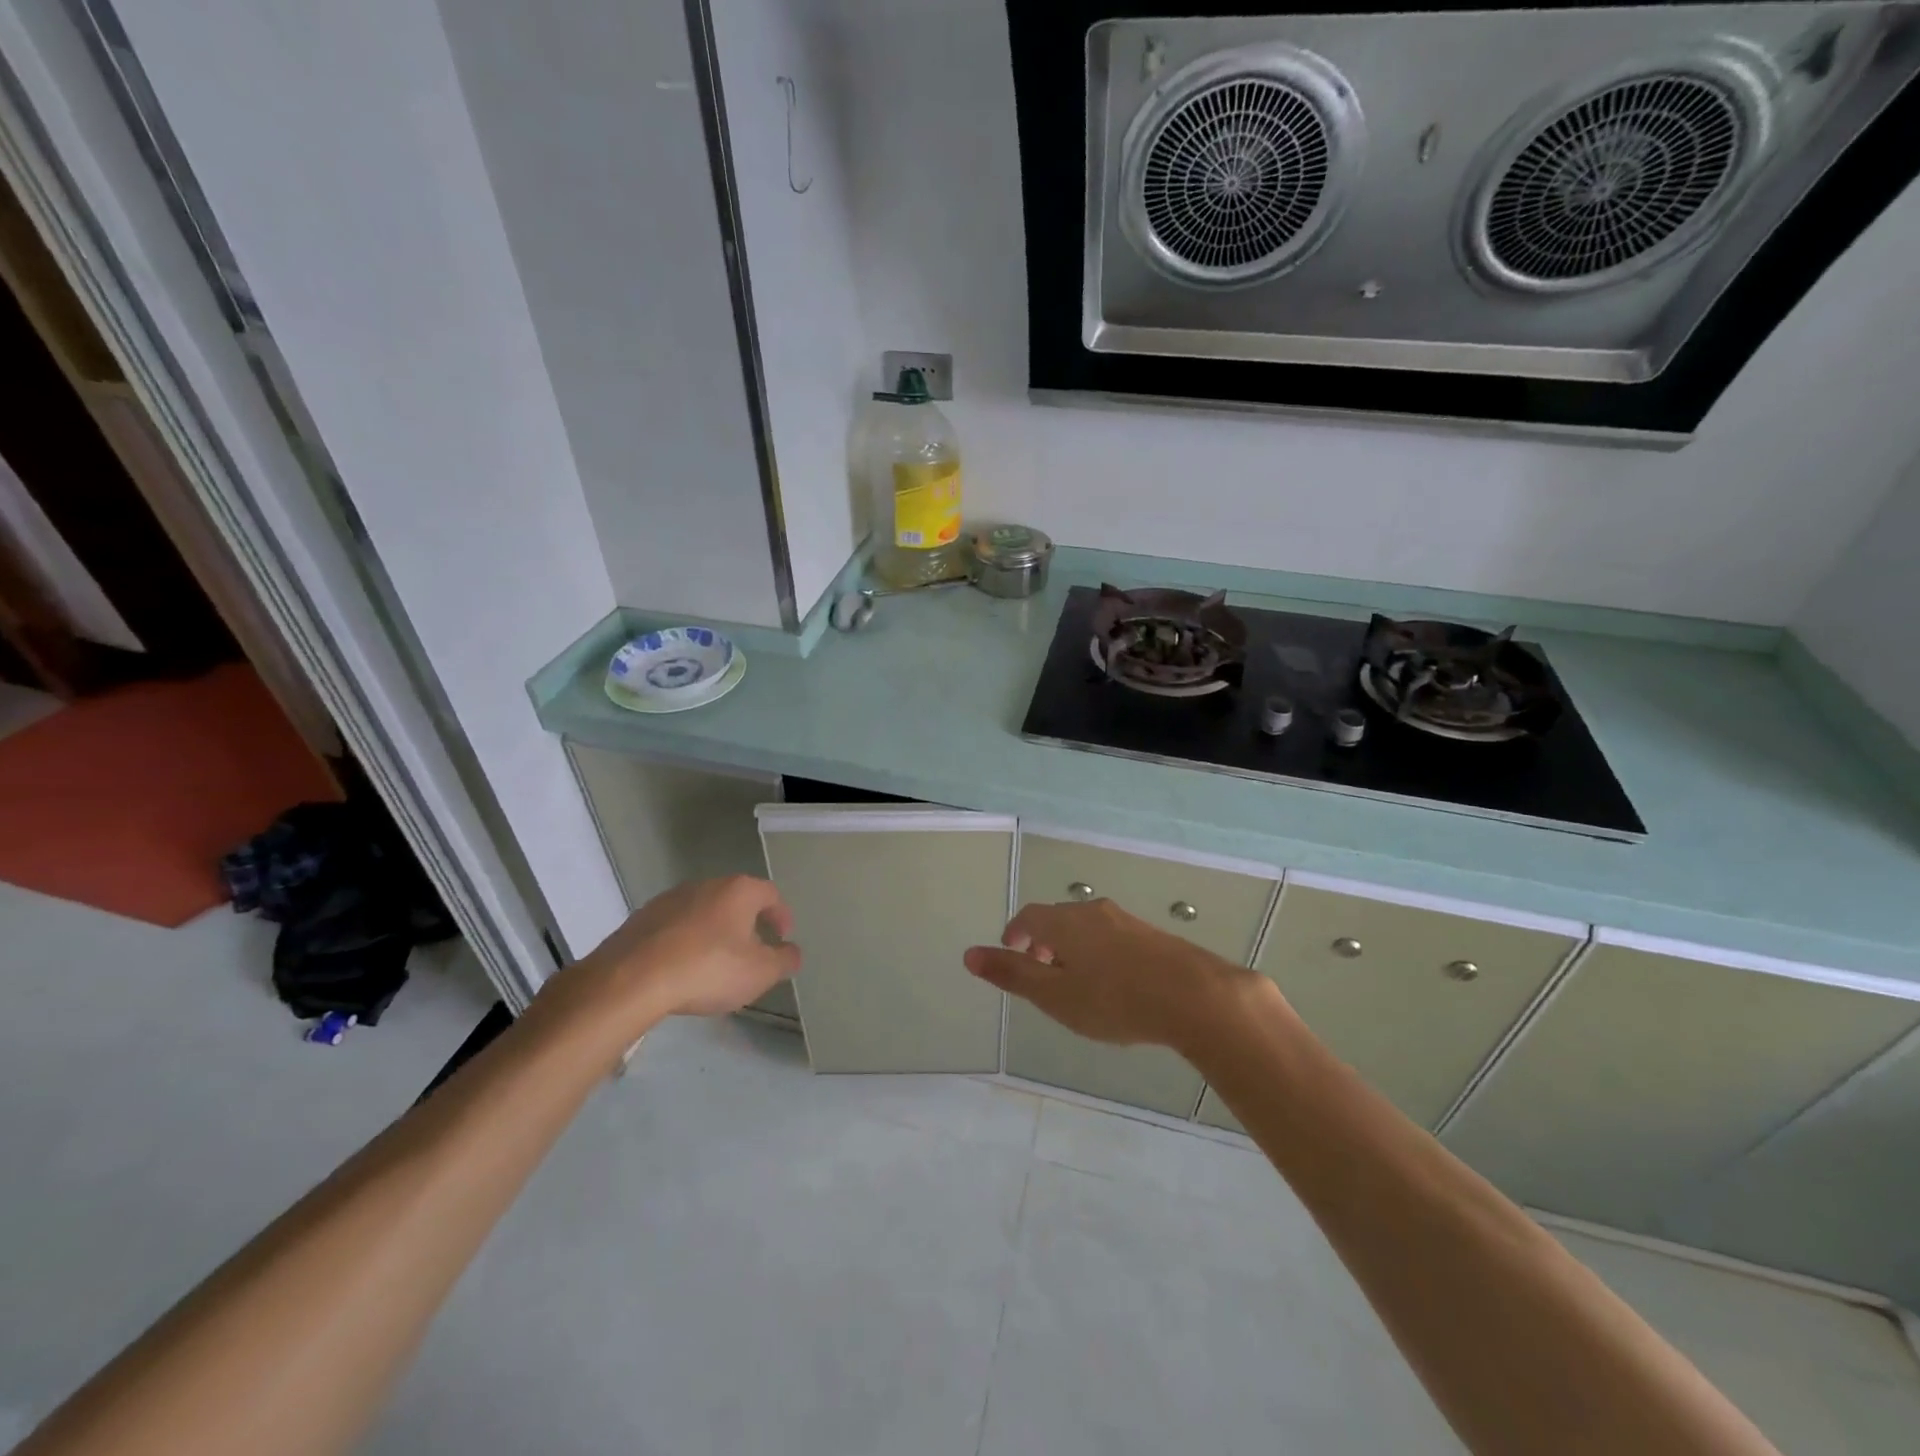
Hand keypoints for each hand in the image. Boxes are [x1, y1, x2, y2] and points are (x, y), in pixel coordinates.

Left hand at [539, 876, 800, 1045]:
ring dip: (714, 932)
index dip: (781, 916)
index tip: (782, 938)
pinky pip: (674, 927)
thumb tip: (792, 952)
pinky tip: (681, 969)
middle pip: (735, 900)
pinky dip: (684, 942)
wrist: (630, 980)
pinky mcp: (641, 919)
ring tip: (714, 964)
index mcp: (738, 891)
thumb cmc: (707, 969)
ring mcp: (669, 899)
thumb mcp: (760, 973)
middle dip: (747, 924)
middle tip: (751, 953)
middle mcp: (705, 885)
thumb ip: (785, 960)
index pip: (771, 894)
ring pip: (703, 912)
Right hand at [964, 897, 1255, 1052]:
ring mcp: (1126, 920)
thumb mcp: (1055, 996)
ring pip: (1087, 926)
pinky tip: (1112, 981)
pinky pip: (1112, 936)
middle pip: (1058, 918)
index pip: (1029, 916)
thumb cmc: (1114, 1000)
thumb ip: (1012, 974)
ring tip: (1074, 979)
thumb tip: (968, 954)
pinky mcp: (1152, 935)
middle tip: (1040, 969)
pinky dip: (1098, 951)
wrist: (1196, 996)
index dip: (1015, 933)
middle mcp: (1093, 911)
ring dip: (1071, 946)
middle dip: (1042, 940)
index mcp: (1064, 922)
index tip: (1011, 951)